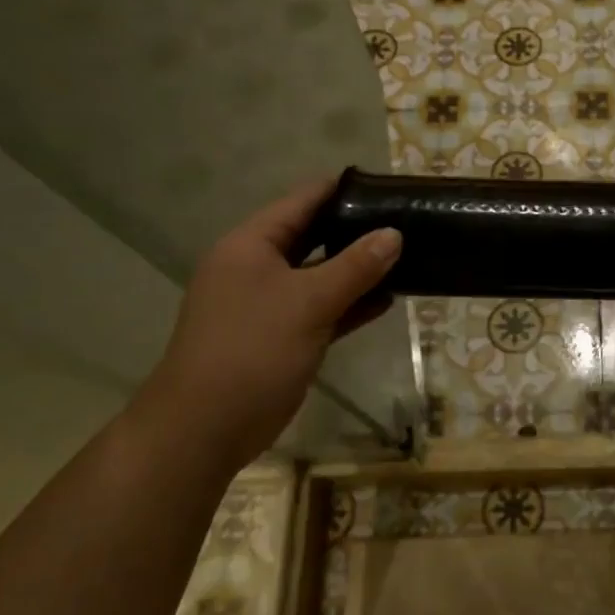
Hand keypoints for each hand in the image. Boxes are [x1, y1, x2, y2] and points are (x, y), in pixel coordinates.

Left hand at [129, 178, 400, 468]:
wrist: (205, 428)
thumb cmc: (252, 350)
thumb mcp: (308, 302)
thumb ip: (355, 266)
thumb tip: (394, 233)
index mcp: (251, 245)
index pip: (302, 201)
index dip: (343, 190)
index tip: (388, 186)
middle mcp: (257, 267)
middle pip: (313, 236)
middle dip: (357, 230)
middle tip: (406, 221)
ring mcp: (268, 304)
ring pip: (320, 275)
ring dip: (358, 270)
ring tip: (408, 256)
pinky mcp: (282, 336)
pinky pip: (322, 309)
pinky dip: (350, 303)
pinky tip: (388, 299)